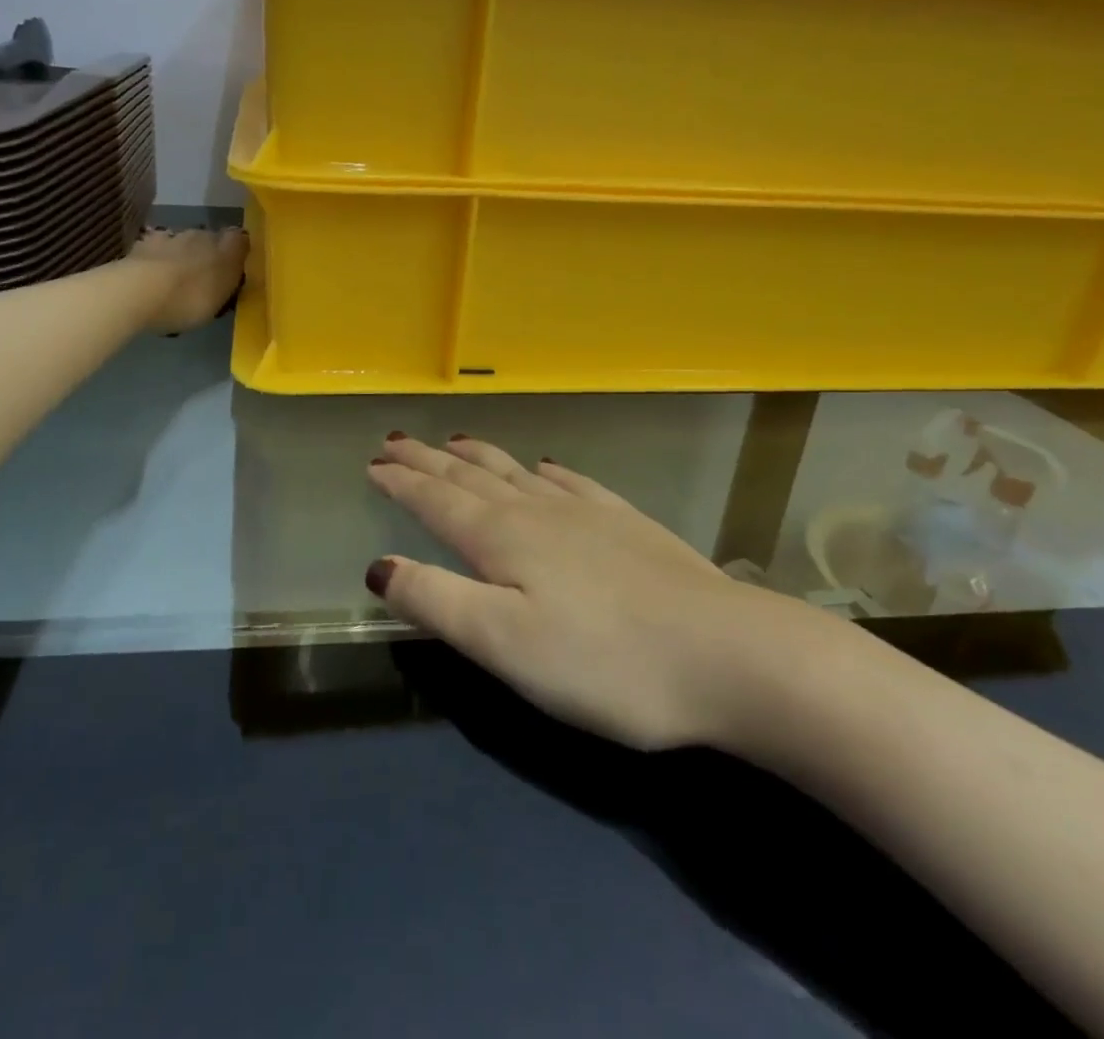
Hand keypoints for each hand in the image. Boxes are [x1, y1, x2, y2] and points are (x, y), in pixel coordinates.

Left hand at [126, 226, 247, 333]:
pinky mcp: (141, 245)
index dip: (237, 248)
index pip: (238, 238)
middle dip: (206, 252)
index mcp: (224, 247)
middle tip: (203, 276)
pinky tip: (151, 275)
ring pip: (180, 241)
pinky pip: (154, 248)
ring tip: (175, 278)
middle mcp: (198, 235)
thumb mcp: (222, 296)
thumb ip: (231, 277)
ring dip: (180, 254)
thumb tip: (235, 263)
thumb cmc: (190, 298)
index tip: (236, 264)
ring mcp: (167, 237)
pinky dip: (155, 258)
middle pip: (208, 238)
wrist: (139, 292)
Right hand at [365, 434, 847, 752]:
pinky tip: (547, 467)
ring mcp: (588, 514)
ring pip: (517, 474)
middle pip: (470, 477)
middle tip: (397, 440)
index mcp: (502, 540)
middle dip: (428, 459)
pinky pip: (573, 483)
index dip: (401, 481)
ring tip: (456, 441)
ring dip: (480, 457)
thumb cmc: (605, 662)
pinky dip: (548, 472)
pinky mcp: (628, 525)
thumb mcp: (503, 644)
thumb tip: (379, 566)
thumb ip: (437, 601)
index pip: (436, 500)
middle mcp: (538, 513)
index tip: (373, 462)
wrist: (730, 655)